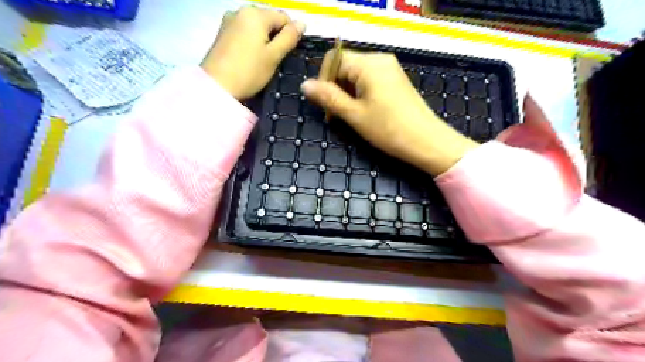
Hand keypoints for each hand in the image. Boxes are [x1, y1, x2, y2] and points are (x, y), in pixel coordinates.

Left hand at [202, 6, 304, 99]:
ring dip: (264, 40)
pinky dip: (252, 42)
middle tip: (275, 59)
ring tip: (262, 61)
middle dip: (276, 37)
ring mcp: (229, 21)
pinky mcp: (222, 33)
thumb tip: (302, 23)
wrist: (216, 86)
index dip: (291, 35)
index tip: (288, 54)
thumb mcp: (274, 56)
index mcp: (255, 14)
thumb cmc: (249, 72)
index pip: (284, 17)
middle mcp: (241, 11)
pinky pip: (244, 32)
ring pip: (256, 27)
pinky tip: (250, 58)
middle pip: (269, 20)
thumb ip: (289, 38)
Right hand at [299, 50, 474, 176]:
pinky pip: (369, 81)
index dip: (324, 80)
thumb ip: (328, 97)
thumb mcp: (354, 114)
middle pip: (345, 66)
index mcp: (368, 63)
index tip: (325, 104)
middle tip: (336, 114)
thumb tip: (305, 85)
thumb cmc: (388, 129)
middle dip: (335, 88)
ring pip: (356, 75)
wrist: (427, 141)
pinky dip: (360, 94)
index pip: (334, 59)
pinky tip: (363, 112)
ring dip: (346, 93)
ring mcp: (390, 69)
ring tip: (349, 116)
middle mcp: (380, 60)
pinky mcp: (395, 80)